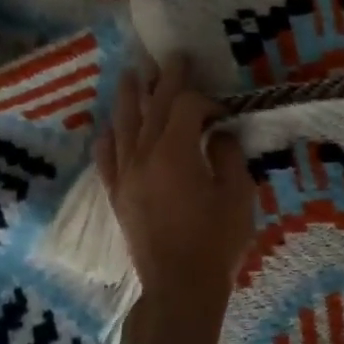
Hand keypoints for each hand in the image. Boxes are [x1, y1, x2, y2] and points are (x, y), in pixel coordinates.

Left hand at [99, 54, 256, 301]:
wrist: (180, 286)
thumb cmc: (217, 241)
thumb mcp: (238, 194)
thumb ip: (228, 156)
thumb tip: (218, 134)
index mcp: (175, 153)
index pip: (185, 107)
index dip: (204, 100)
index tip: (222, 112)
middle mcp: (143, 156)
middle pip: (152, 107)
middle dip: (164, 80)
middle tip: (172, 57)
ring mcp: (125, 175)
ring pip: (123, 125)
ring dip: (130, 97)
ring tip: (133, 75)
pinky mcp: (117, 195)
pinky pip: (106, 157)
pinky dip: (108, 137)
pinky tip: (110, 127)